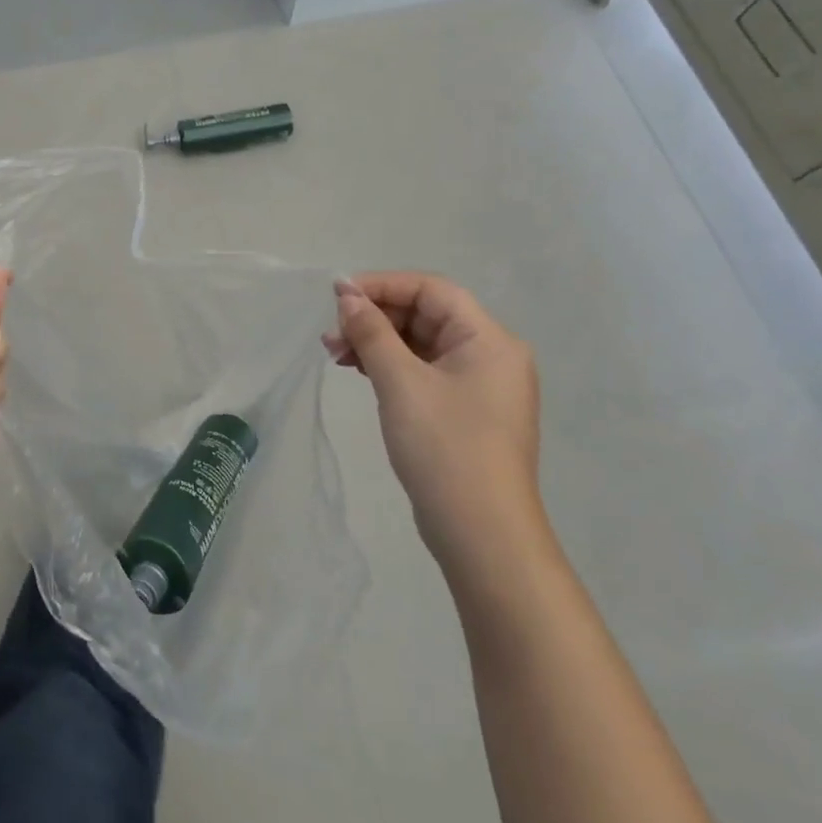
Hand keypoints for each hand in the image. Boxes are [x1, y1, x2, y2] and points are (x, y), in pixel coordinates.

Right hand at [325, 272, 542, 577]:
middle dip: (375, 318)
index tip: (338, 294)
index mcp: (489, 339)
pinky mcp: (464, 412)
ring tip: (334, 353)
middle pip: (426, 315)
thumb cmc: (446, 448)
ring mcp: (479, 386)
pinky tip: (359, 371)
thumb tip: (347, 295)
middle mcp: (490, 355)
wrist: (483, 537)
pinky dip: (390, 366)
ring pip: (420, 344)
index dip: (383, 284)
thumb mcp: (401, 383)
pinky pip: (423, 371)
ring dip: (377, 342)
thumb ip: (372, 332)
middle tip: (331, 333)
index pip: (431, 290)